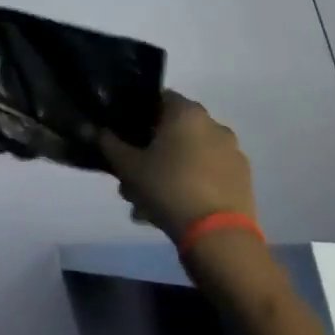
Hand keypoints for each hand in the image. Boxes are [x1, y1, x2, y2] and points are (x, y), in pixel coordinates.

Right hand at [99, 91, 256, 246]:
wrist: (218, 235)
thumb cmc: (168, 188)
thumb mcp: (128, 166)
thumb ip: (108, 143)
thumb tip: (92, 128)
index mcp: (187, 113)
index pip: (159, 98)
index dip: (138, 114)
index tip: (124, 136)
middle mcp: (214, 125)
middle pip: (174, 130)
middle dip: (150, 150)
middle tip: (131, 176)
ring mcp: (232, 152)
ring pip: (189, 155)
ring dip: (168, 171)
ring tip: (147, 203)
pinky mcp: (242, 179)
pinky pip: (207, 173)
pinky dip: (190, 184)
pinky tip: (172, 209)